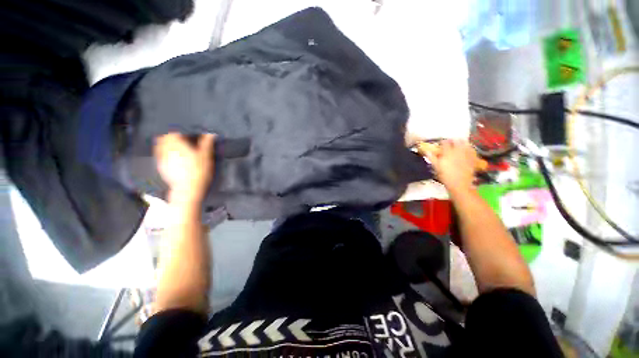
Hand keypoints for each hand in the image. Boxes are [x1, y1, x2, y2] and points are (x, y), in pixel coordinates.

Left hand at [154, 132, 215, 204]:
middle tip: (180, 136)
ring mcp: (162, 157)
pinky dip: (164, 152)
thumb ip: (207, 143)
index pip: (173, 130)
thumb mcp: (206, 157)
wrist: (187, 189)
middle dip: (171, 135)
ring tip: (175, 144)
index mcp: (177, 144)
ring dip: (166, 142)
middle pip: (164, 137)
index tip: (185, 129)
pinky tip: (171, 155)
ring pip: (160, 145)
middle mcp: (166, 148)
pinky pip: (160, 154)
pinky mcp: (161, 166)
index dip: (178, 128)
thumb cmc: (199, 171)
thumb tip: (210, 132)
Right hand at [425, 139, 477, 191]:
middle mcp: (458, 151)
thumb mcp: (436, 167)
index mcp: (447, 153)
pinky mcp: (473, 158)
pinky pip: (472, 150)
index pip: (445, 143)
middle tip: (450, 143)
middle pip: (456, 141)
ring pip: (465, 144)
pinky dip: (470, 148)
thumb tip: (427, 151)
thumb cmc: (445, 176)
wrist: (459, 184)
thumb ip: (432, 158)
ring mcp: (467, 154)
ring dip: (462, 143)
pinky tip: (468, 149)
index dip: (442, 142)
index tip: (440, 144)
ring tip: (459, 144)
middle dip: (453, 141)